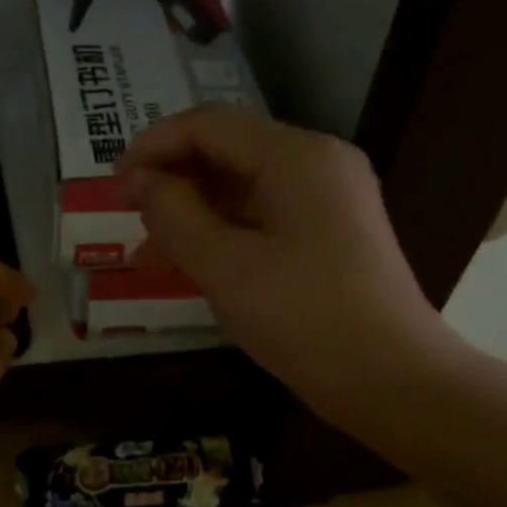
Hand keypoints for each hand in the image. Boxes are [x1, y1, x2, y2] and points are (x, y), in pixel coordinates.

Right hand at [118, 107, 452, 419]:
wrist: (393, 381)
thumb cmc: (304, 317)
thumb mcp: (224, 265)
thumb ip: (172, 214)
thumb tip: (139, 181)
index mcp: (296, 156)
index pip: (209, 125)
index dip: (153, 145)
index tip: (113, 183)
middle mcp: (316, 163)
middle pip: (226, 151)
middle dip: (171, 179)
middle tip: (127, 215)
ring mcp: (327, 198)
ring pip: (242, 186)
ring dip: (191, 211)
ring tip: (148, 252)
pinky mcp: (329, 232)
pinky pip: (262, 215)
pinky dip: (221, 232)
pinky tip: (188, 263)